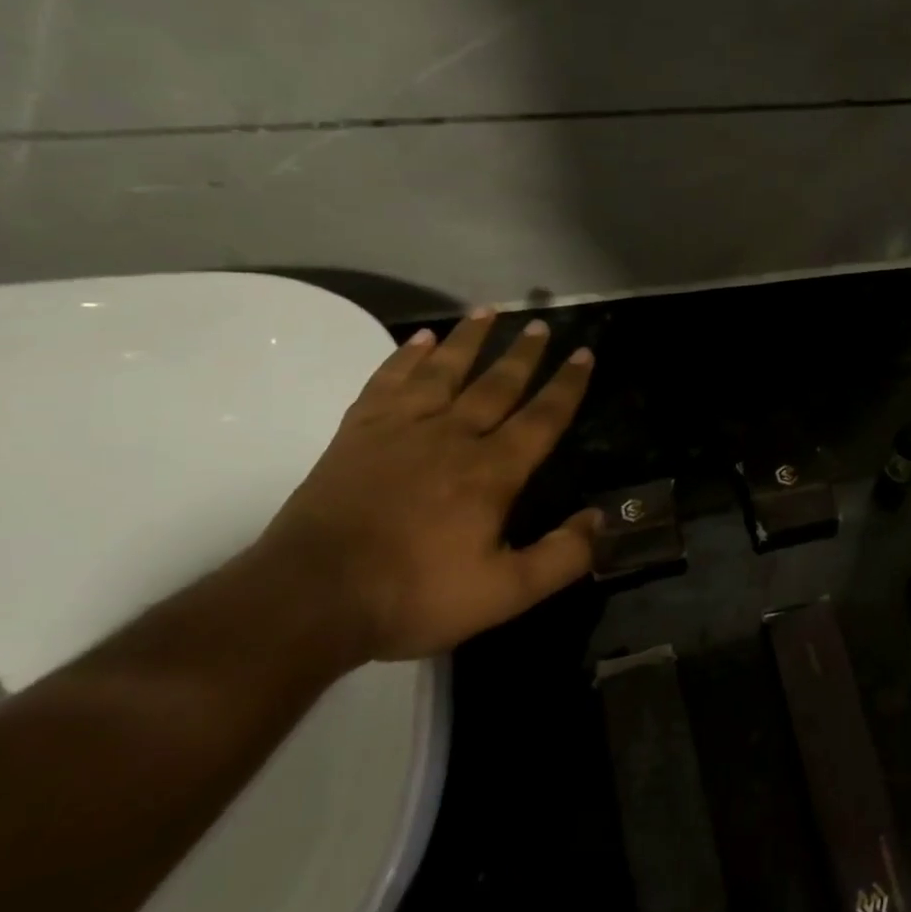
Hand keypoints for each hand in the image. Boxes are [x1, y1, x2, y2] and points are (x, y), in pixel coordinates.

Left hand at [255, 311, 598, 665]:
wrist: (309, 599)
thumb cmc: (414, 595)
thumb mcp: (505, 593)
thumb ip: (562, 557)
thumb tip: (602, 520)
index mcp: (491, 472)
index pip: (542, 417)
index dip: (567, 385)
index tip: (584, 353)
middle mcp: (452, 438)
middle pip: (496, 385)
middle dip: (523, 354)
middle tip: (540, 324)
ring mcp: (400, 431)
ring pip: (444, 372)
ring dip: (469, 340)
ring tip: (488, 312)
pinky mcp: (357, 434)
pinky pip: (388, 382)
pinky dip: (405, 358)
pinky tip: (419, 340)